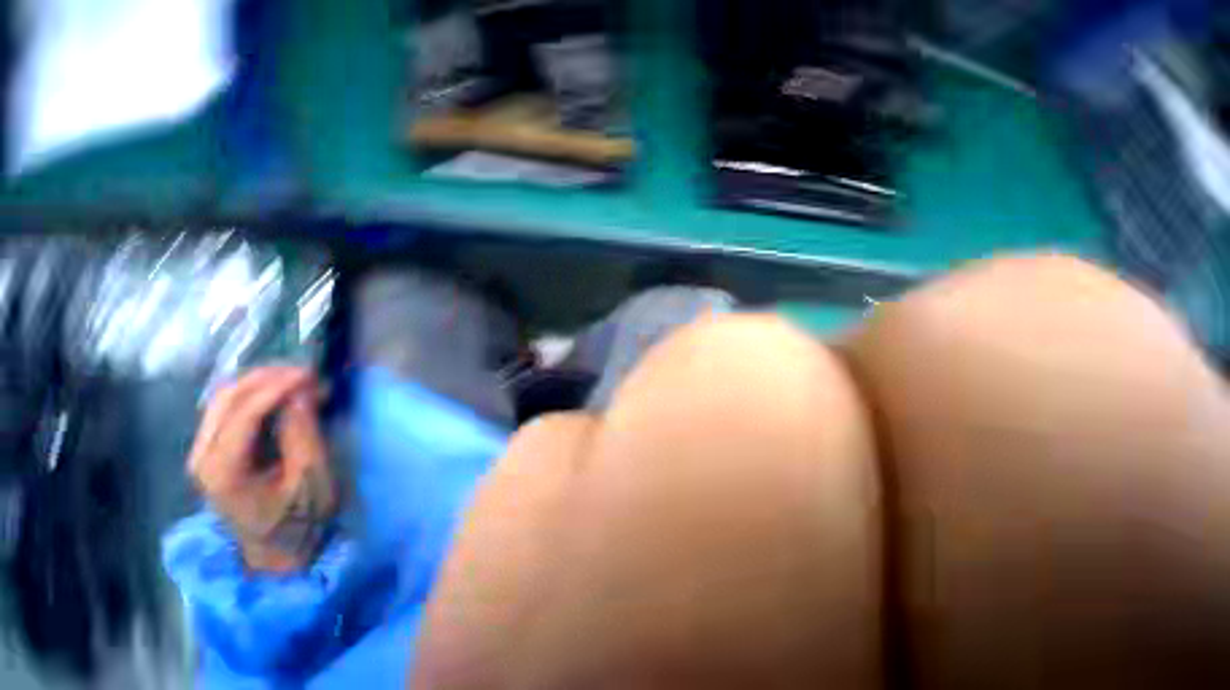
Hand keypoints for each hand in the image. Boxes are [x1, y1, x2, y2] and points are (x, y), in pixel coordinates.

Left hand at [188, 366, 336, 572]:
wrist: (277, 551)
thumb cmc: (299, 518)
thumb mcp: (311, 477)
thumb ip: (303, 433)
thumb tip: (301, 393)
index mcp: (222, 470)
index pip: (243, 413)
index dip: (277, 387)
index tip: (312, 374)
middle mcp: (202, 456)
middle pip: (225, 399)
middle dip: (266, 378)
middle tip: (307, 372)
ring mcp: (203, 453)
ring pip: (224, 400)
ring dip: (261, 383)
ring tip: (299, 380)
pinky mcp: (214, 451)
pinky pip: (230, 410)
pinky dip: (257, 395)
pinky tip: (284, 394)